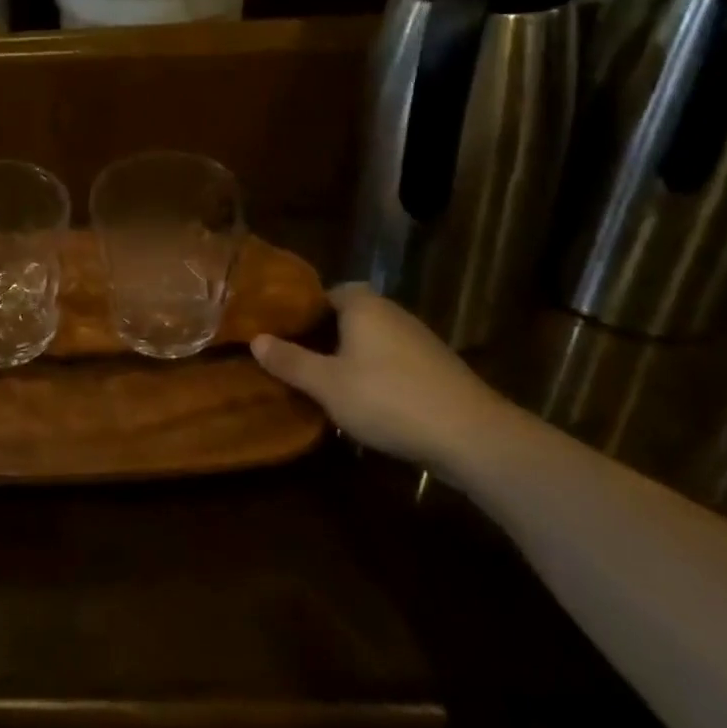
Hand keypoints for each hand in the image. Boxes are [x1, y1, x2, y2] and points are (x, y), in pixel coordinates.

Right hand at [250, 284, 513, 473]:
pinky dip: (375, 373)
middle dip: (323, 334)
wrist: (471, 435)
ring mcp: (418, 339)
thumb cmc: (388, 398)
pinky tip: (365, 400)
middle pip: (349, 315)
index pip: (325, 292)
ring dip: (350, 356)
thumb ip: (290, 361)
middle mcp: (391, 312)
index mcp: (362, 305)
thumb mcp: (327, 384)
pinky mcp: (436, 367)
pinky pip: (392, 360)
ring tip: (324, 381)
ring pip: (371, 339)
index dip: (301, 310)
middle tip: (296, 358)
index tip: (280, 331)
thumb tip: (255, 339)